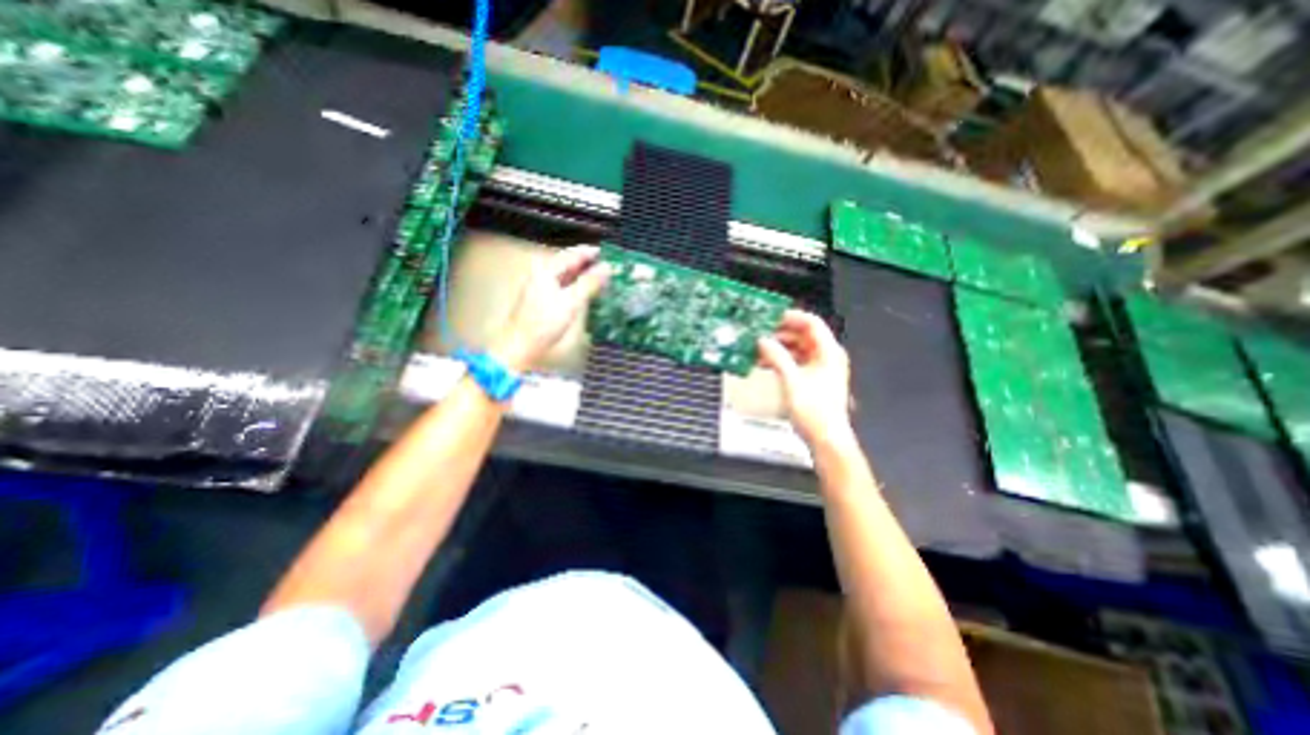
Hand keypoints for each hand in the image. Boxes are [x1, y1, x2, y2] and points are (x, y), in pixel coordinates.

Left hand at [495, 244, 611, 368]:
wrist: (520, 346)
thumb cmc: (544, 322)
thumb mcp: (571, 301)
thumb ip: (589, 283)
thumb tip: (608, 268)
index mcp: (546, 269)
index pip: (572, 254)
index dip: (591, 253)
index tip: (610, 254)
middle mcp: (542, 274)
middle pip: (569, 264)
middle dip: (589, 265)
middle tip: (610, 268)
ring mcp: (541, 287)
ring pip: (567, 276)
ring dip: (584, 277)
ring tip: (603, 279)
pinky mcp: (543, 300)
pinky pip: (564, 287)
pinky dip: (577, 287)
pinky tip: (588, 292)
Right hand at [757, 307, 861, 447]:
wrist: (825, 439)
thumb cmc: (815, 411)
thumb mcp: (792, 380)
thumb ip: (776, 357)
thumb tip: (762, 341)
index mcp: (828, 352)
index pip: (811, 323)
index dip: (791, 317)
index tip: (770, 316)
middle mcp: (826, 357)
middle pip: (802, 335)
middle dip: (779, 333)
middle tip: (758, 333)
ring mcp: (819, 369)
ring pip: (796, 349)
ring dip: (777, 348)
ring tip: (757, 349)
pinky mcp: (811, 380)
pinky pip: (794, 362)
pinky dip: (780, 361)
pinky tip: (764, 363)